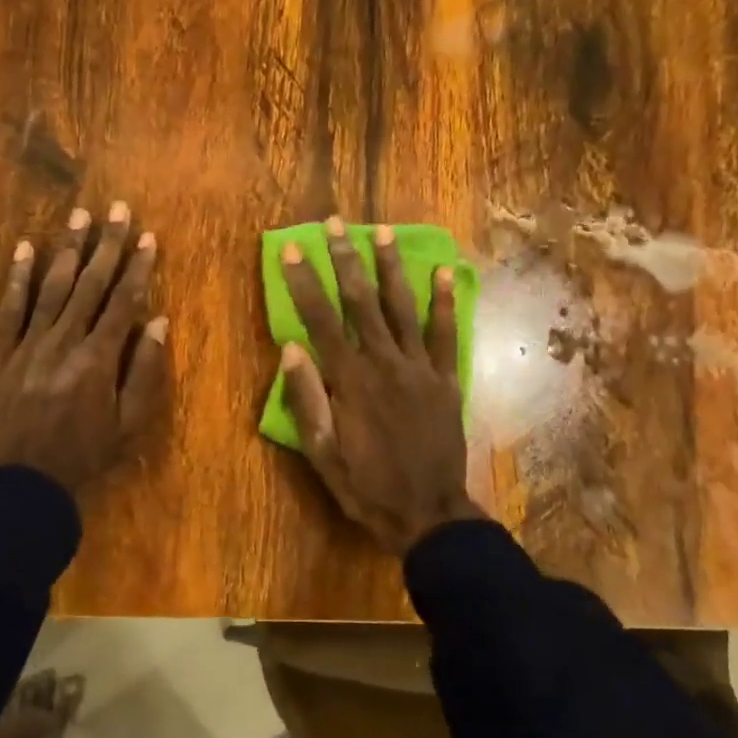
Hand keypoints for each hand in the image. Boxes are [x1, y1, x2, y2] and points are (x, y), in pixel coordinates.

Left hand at [0, 202, 169, 492]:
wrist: (21, 483)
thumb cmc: (84, 456)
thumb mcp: (129, 424)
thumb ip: (144, 371)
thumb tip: (158, 321)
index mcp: (98, 358)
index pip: (123, 301)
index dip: (137, 267)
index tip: (148, 237)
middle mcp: (64, 341)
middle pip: (90, 284)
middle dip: (107, 244)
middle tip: (118, 209)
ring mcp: (29, 343)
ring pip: (52, 286)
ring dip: (68, 249)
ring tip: (81, 215)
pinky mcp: (2, 352)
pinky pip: (10, 308)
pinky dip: (18, 276)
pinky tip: (25, 247)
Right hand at [278, 217, 481, 556]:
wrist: (429, 514)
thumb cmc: (367, 486)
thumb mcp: (322, 453)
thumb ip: (306, 399)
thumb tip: (290, 347)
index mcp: (350, 381)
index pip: (320, 320)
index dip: (305, 282)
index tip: (294, 249)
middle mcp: (385, 363)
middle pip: (361, 302)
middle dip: (346, 259)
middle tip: (337, 223)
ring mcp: (420, 369)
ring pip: (402, 308)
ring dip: (391, 267)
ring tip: (384, 231)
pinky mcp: (446, 380)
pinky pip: (445, 335)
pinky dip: (445, 303)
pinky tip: (443, 273)